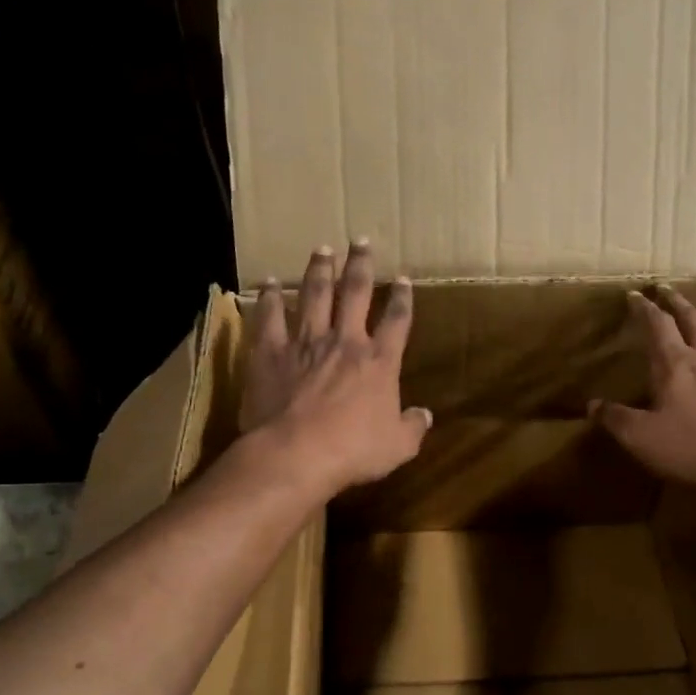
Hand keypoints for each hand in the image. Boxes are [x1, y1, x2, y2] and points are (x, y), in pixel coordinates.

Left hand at [240, 241, 431, 496]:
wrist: (296, 453)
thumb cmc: (353, 452)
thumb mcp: (398, 447)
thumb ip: (413, 427)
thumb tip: (425, 415)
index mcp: (379, 362)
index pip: (397, 321)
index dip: (402, 298)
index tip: (404, 279)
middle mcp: (345, 341)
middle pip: (356, 293)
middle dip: (361, 265)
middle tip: (361, 241)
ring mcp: (306, 342)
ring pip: (314, 295)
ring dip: (319, 270)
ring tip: (322, 248)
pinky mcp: (271, 351)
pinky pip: (270, 317)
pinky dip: (270, 298)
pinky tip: (270, 282)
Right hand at [591, 287, 695, 489]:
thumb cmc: (690, 448)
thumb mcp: (640, 437)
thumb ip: (615, 418)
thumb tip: (592, 404)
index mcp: (675, 365)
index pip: (658, 325)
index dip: (646, 308)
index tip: (636, 294)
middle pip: (695, 321)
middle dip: (679, 304)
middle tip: (670, 292)